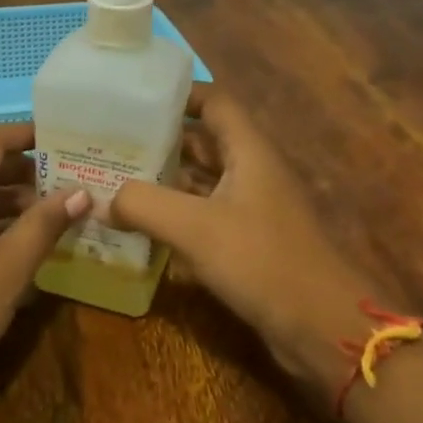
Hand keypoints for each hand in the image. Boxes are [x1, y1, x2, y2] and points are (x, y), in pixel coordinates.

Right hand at [109, 85, 367, 381]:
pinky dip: (171, 215)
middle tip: (107, 142)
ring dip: (161, 179)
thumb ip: (143, 204)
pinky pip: (201, 216)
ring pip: (198, 182)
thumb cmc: (263, 261)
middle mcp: (250, 173)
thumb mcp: (195, 227)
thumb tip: (100, 200)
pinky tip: (136, 224)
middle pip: (201, 142)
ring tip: (111, 178)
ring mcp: (249, 210)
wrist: (321, 328)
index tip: (133, 99)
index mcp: (248, 152)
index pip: (214, 102)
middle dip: (158, 139)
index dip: (178, 94)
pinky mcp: (245, 243)